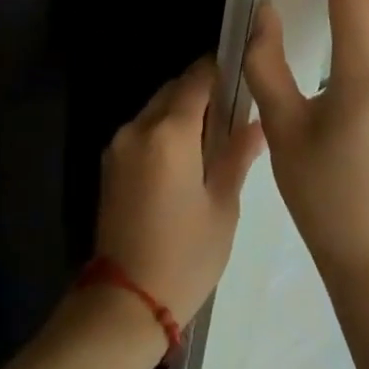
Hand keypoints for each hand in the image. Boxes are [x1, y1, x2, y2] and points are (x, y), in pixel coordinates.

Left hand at [92, 57, 267, 327]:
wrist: (126, 300)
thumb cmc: (185, 256)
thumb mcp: (222, 206)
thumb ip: (237, 156)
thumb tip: (257, 124)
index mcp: (168, 133)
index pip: (196, 79)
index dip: (219, 69)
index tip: (242, 70)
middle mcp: (138, 128)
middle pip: (173, 90)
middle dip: (201, 90)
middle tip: (235, 108)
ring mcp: (119, 144)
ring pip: (156, 108)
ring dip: (181, 110)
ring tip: (214, 134)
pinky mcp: (110, 163)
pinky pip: (142, 130)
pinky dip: (164, 130)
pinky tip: (187, 155)